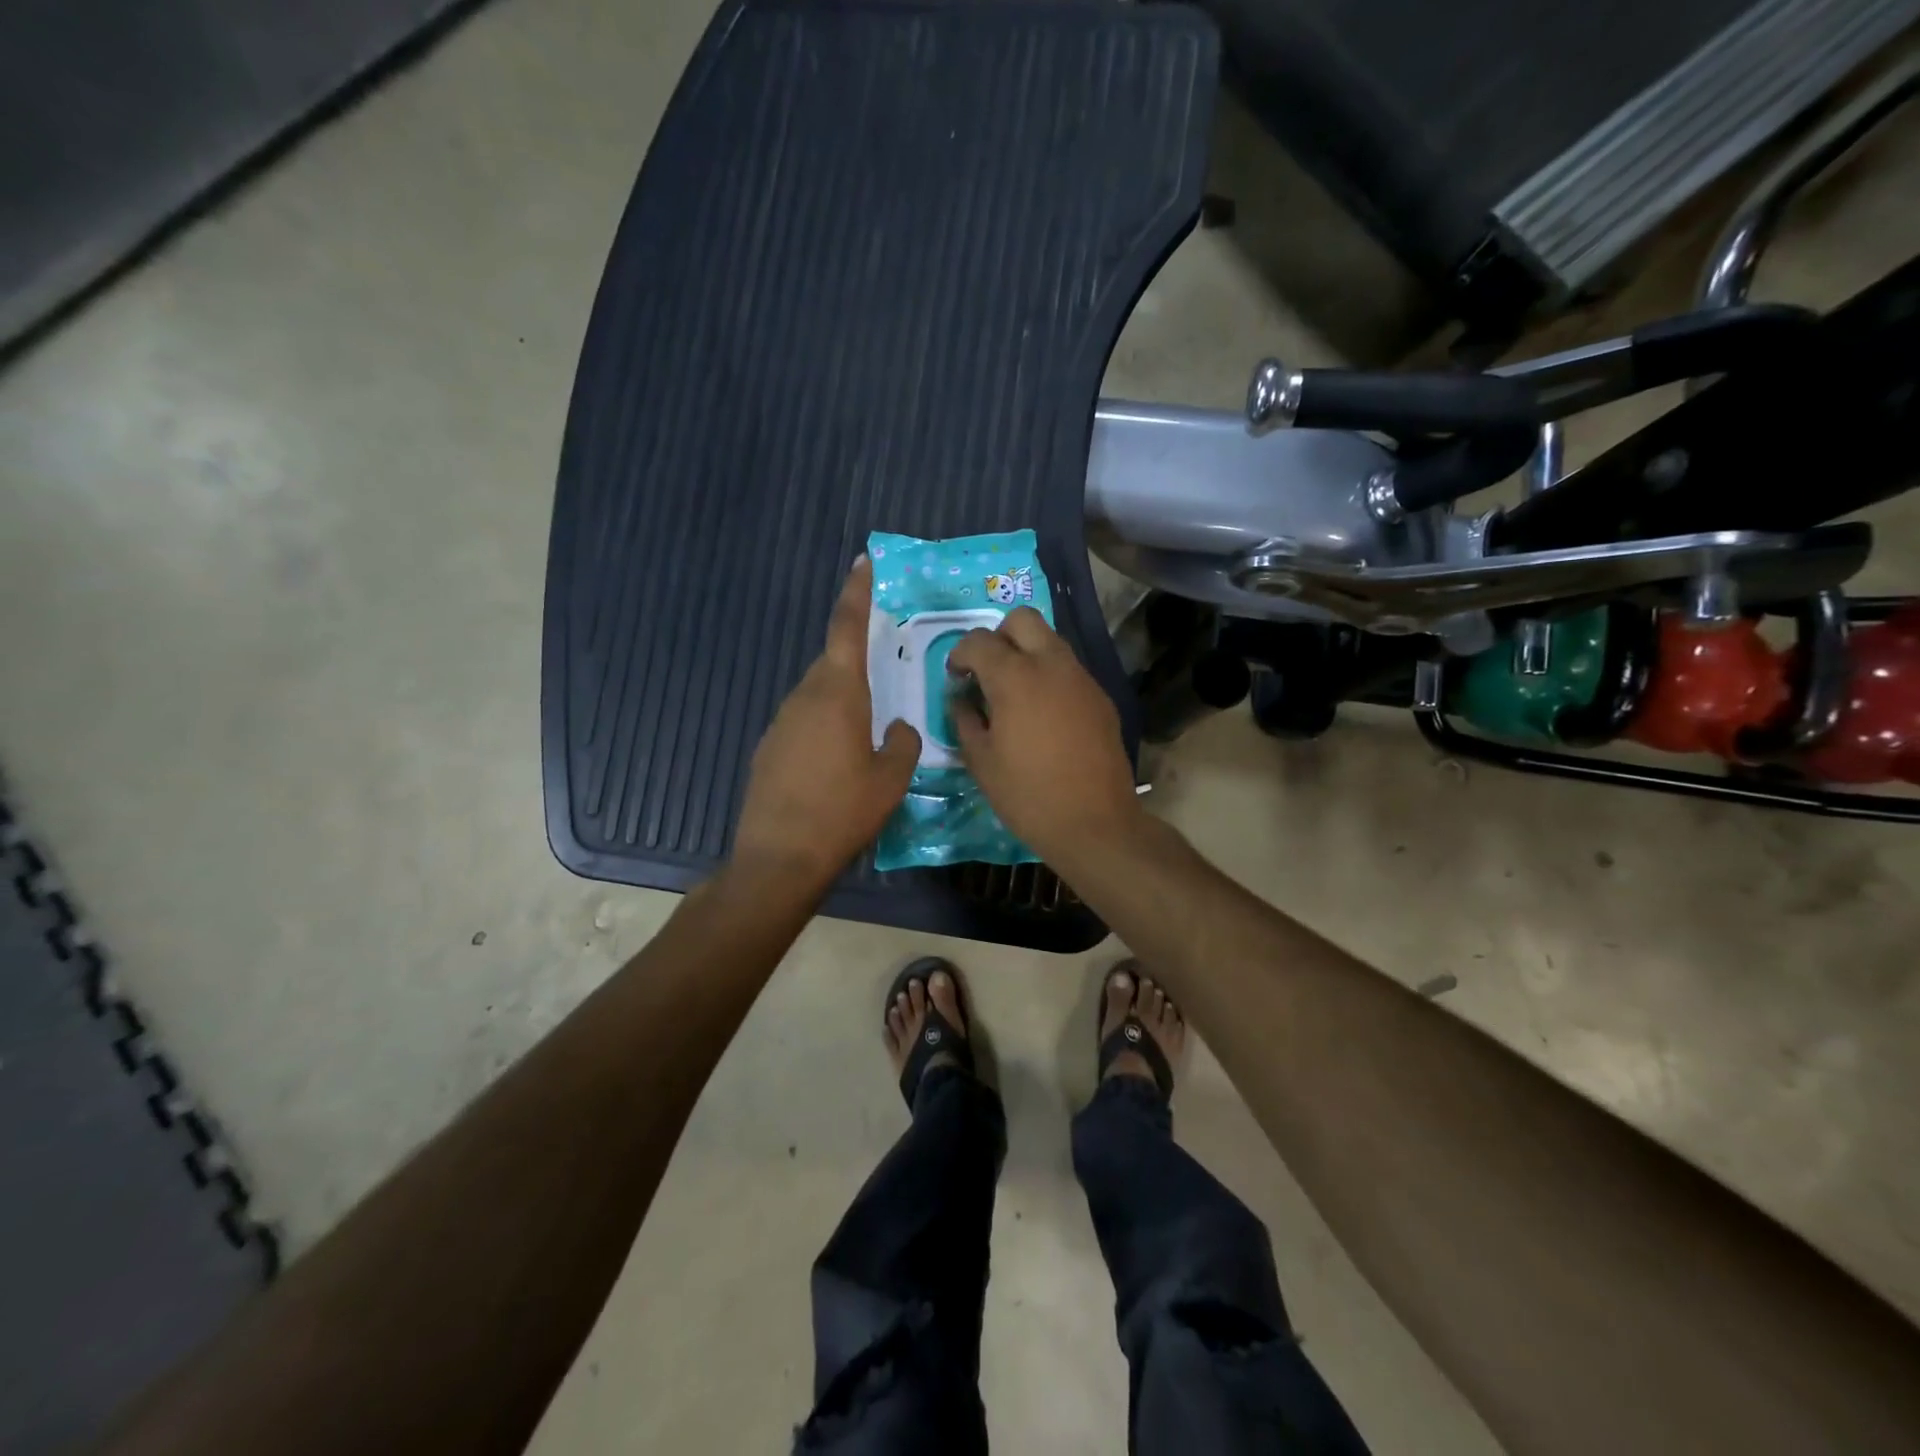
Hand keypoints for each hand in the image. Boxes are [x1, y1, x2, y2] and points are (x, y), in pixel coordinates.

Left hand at [734, 557, 920, 893]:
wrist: (779, 859)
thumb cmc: (842, 812)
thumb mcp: (891, 779)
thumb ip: (902, 743)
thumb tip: (897, 729)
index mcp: (837, 693)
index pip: (846, 627)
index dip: (856, 591)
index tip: (864, 562)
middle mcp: (804, 697)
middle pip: (834, 663)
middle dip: (858, 663)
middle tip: (886, 676)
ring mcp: (781, 723)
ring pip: (818, 695)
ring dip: (842, 702)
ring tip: (867, 734)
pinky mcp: (769, 749)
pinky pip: (804, 723)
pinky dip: (824, 728)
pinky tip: (837, 764)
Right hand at [949, 607, 1144, 867]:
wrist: (1094, 822)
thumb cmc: (1027, 795)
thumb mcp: (981, 761)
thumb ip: (965, 720)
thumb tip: (962, 700)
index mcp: (1015, 677)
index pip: (979, 641)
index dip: (960, 654)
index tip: (956, 677)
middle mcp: (1051, 665)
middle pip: (1022, 620)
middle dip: (998, 636)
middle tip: (987, 671)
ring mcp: (1081, 679)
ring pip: (1051, 641)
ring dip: (1027, 653)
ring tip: (1015, 693)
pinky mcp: (1100, 697)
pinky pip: (1069, 670)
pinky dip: (1050, 677)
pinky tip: (1044, 715)